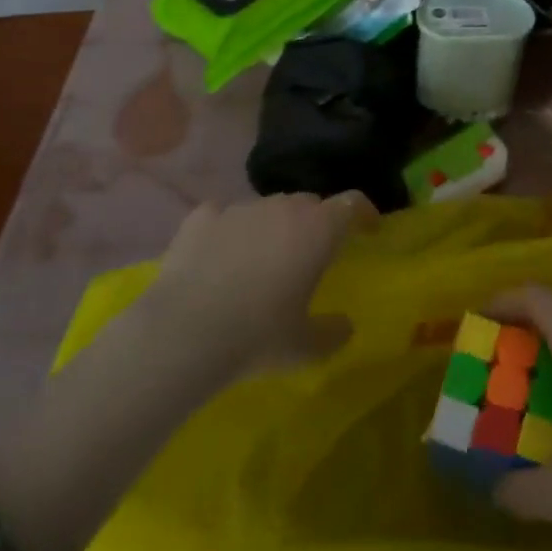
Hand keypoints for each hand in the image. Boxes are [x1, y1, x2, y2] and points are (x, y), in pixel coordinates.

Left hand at [145, 191, 374, 376]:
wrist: (183, 333)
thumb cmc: (258, 336)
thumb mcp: (305, 348)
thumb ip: (333, 332)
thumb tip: (345, 325)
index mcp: (317, 229)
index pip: (352, 203)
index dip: (364, 213)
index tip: (368, 230)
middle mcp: (282, 207)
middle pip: (309, 203)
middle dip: (316, 222)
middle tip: (311, 255)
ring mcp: (239, 208)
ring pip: (267, 207)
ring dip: (272, 227)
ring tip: (262, 261)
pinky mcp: (201, 217)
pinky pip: (223, 215)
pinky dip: (227, 230)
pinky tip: (219, 255)